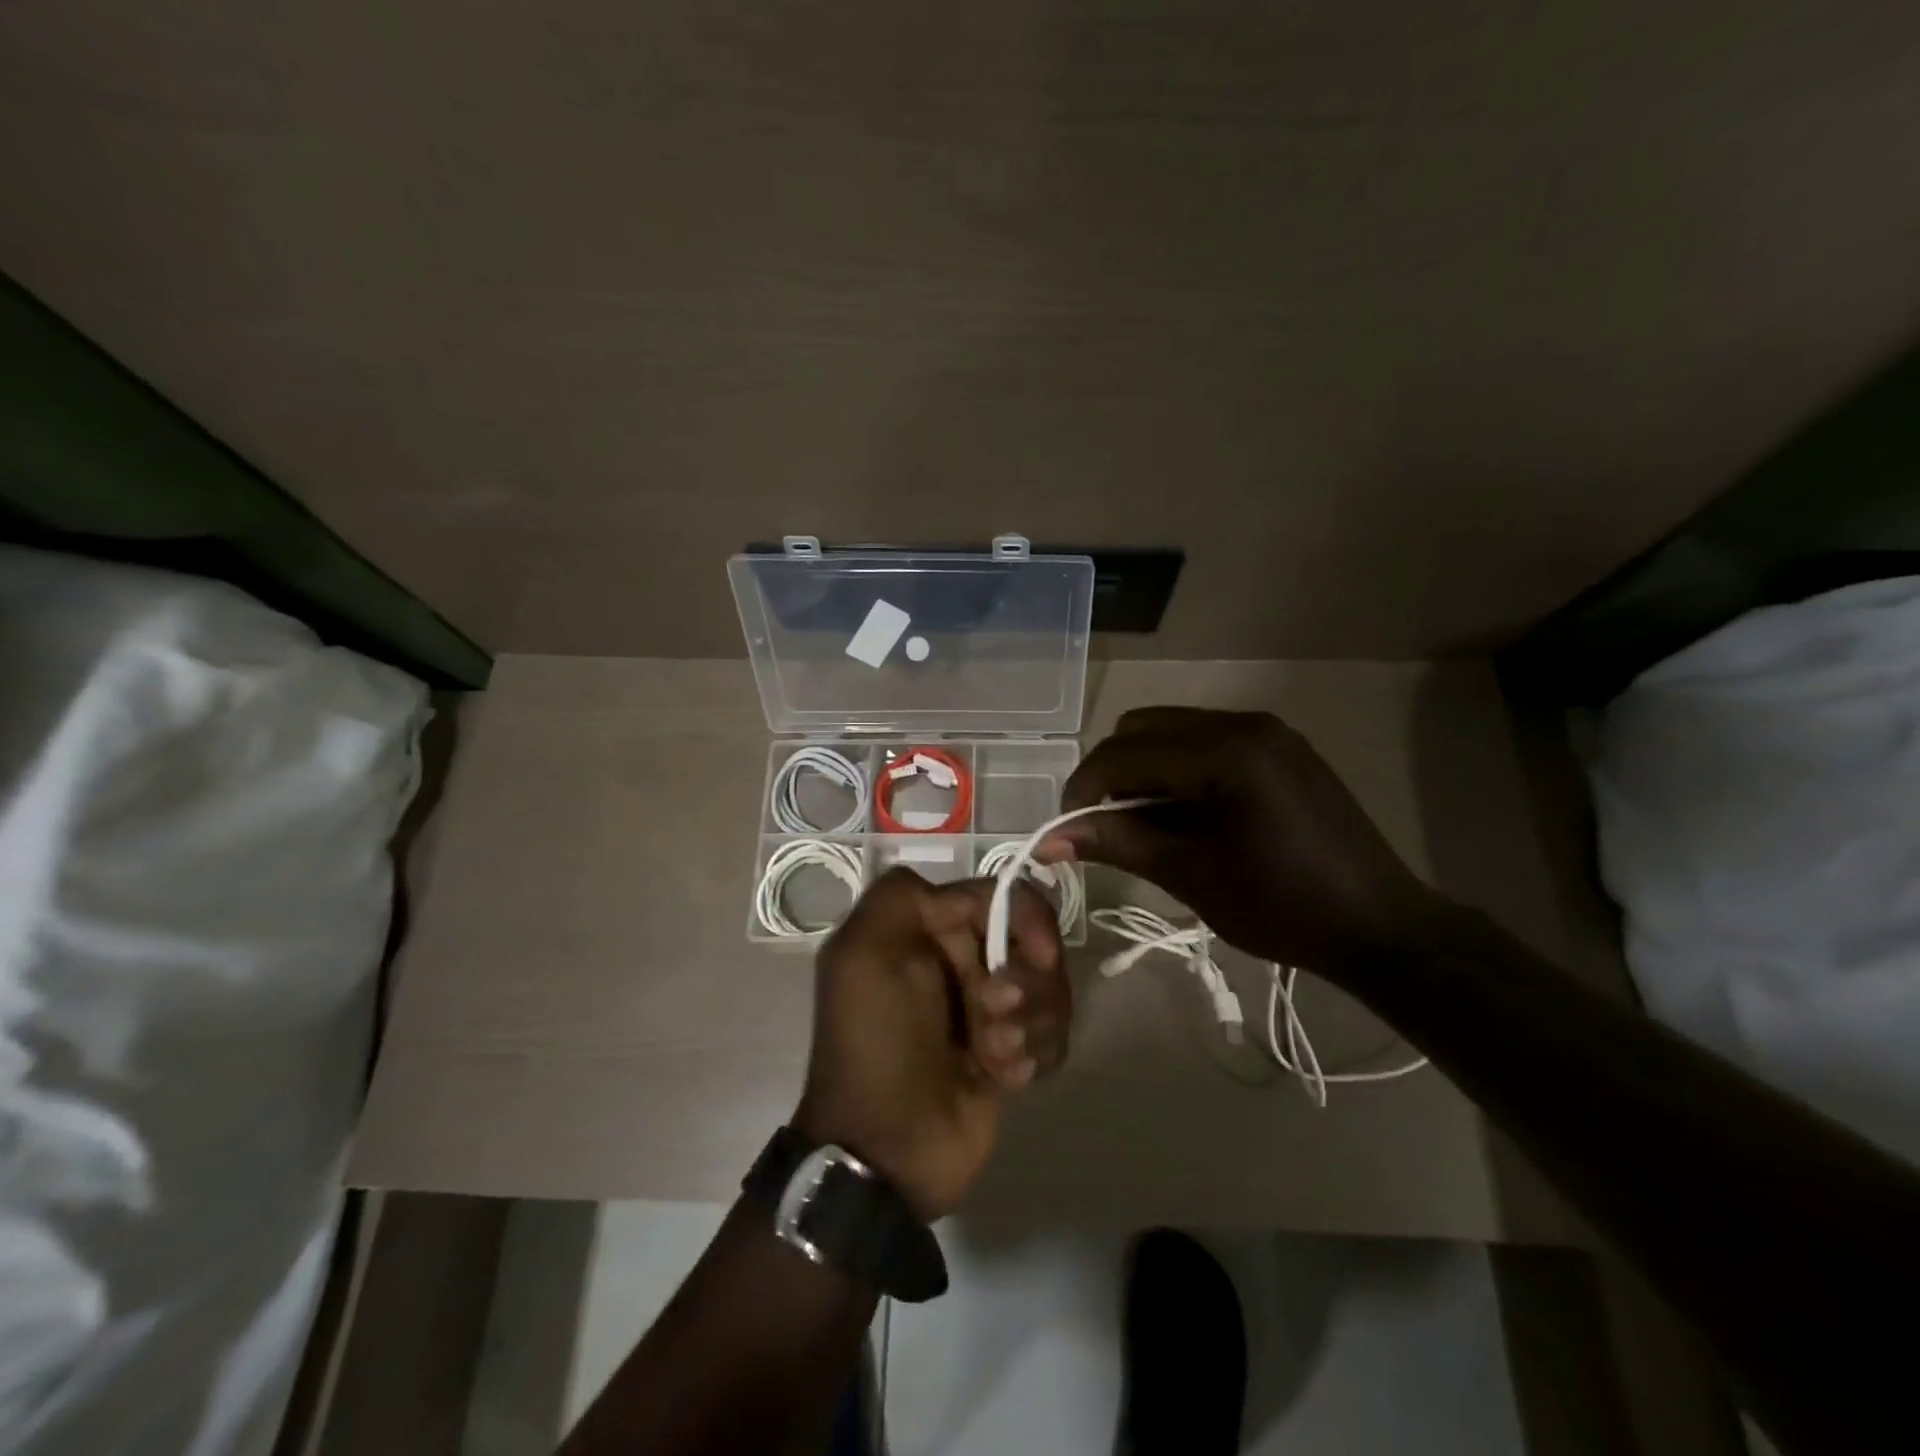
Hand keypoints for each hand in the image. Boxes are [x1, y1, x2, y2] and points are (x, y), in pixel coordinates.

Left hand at [793, 868, 1069, 1220]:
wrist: (887, 1149)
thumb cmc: (877, 1041)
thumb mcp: (863, 953)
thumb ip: (900, 895)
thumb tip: (958, 895)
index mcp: (929, 929)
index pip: (1000, 896)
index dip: (1027, 919)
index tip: (1041, 955)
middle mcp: (962, 959)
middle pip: (1034, 941)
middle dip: (1026, 981)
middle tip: (997, 1017)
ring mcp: (991, 1007)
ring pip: (1049, 988)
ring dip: (1029, 1023)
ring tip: (996, 1056)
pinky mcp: (1013, 1051)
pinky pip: (1053, 1032)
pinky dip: (1036, 1053)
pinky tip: (1008, 1078)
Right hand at [1040, 707, 1445, 979]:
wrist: (1382, 927)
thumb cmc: (1283, 907)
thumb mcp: (1190, 875)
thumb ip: (1117, 842)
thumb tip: (1048, 839)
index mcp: (1224, 751)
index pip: (1124, 752)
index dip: (1083, 789)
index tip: (1066, 832)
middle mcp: (1244, 723)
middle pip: (1142, 728)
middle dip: (1112, 775)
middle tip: (1108, 828)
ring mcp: (1266, 731)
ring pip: (1171, 731)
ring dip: (1143, 771)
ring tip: (1146, 825)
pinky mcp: (1280, 747)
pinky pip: (1205, 742)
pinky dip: (1178, 770)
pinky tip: (1186, 815)